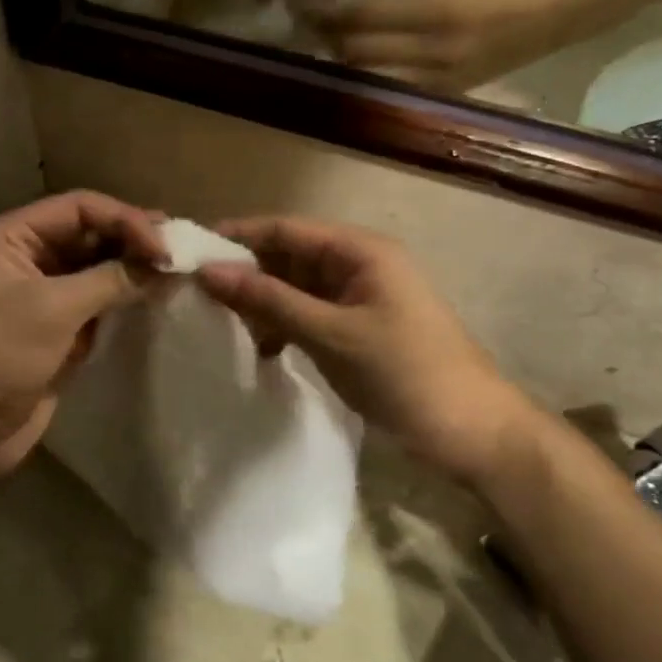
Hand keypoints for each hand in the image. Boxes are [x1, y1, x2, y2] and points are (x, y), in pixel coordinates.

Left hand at [0, 192, 167, 484]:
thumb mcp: (52, 309)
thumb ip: (111, 280)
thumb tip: (166, 263)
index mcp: (12, 237)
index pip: (78, 208)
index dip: (124, 219)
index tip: (164, 246)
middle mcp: (29, 257)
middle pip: (91, 234)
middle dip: (133, 239)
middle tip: (183, 250)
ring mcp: (45, 296)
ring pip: (98, 269)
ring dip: (134, 269)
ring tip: (179, 270)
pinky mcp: (60, 330)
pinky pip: (100, 303)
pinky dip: (127, 299)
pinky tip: (159, 298)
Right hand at [195, 217, 543, 489]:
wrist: (473, 432)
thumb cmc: (405, 372)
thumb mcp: (331, 333)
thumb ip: (269, 300)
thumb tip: (207, 271)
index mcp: (359, 251)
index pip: (285, 229)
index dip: (237, 236)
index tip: (188, 251)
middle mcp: (357, 265)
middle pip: (288, 256)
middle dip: (245, 272)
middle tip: (195, 294)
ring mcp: (357, 299)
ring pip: (295, 288)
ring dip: (261, 303)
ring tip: (219, 323)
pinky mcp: (356, 330)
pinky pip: (308, 315)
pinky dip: (282, 326)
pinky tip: (259, 347)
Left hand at [318, 0, 620, 91]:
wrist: (578, 3)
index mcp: (440, 10)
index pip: (361, 16)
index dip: (323, 8)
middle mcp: (436, 54)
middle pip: (357, 52)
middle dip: (324, 34)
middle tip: (303, 15)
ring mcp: (441, 81)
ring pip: (368, 77)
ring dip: (341, 58)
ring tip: (325, 35)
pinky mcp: (448, 95)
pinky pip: (392, 89)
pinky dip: (368, 73)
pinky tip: (358, 56)